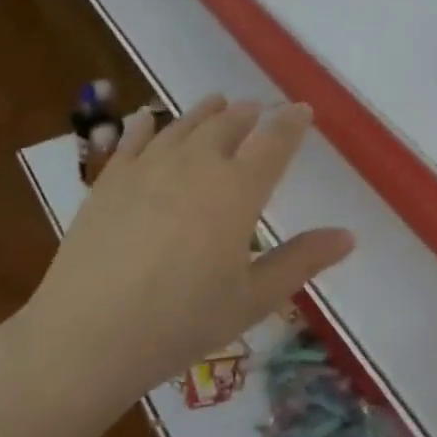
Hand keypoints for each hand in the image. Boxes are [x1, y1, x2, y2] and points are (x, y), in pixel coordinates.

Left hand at [11, 95, 354, 414]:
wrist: (88, 336)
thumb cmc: (182, 321)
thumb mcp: (253, 298)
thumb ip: (302, 261)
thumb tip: (349, 235)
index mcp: (238, 190)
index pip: (274, 142)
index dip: (292, 123)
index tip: (302, 110)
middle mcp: (197, 164)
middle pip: (229, 124)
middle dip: (249, 113)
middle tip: (259, 108)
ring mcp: (148, 168)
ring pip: (184, 125)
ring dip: (206, 110)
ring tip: (218, 101)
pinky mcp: (110, 181)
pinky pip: (133, 140)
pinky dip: (145, 124)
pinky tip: (147, 116)